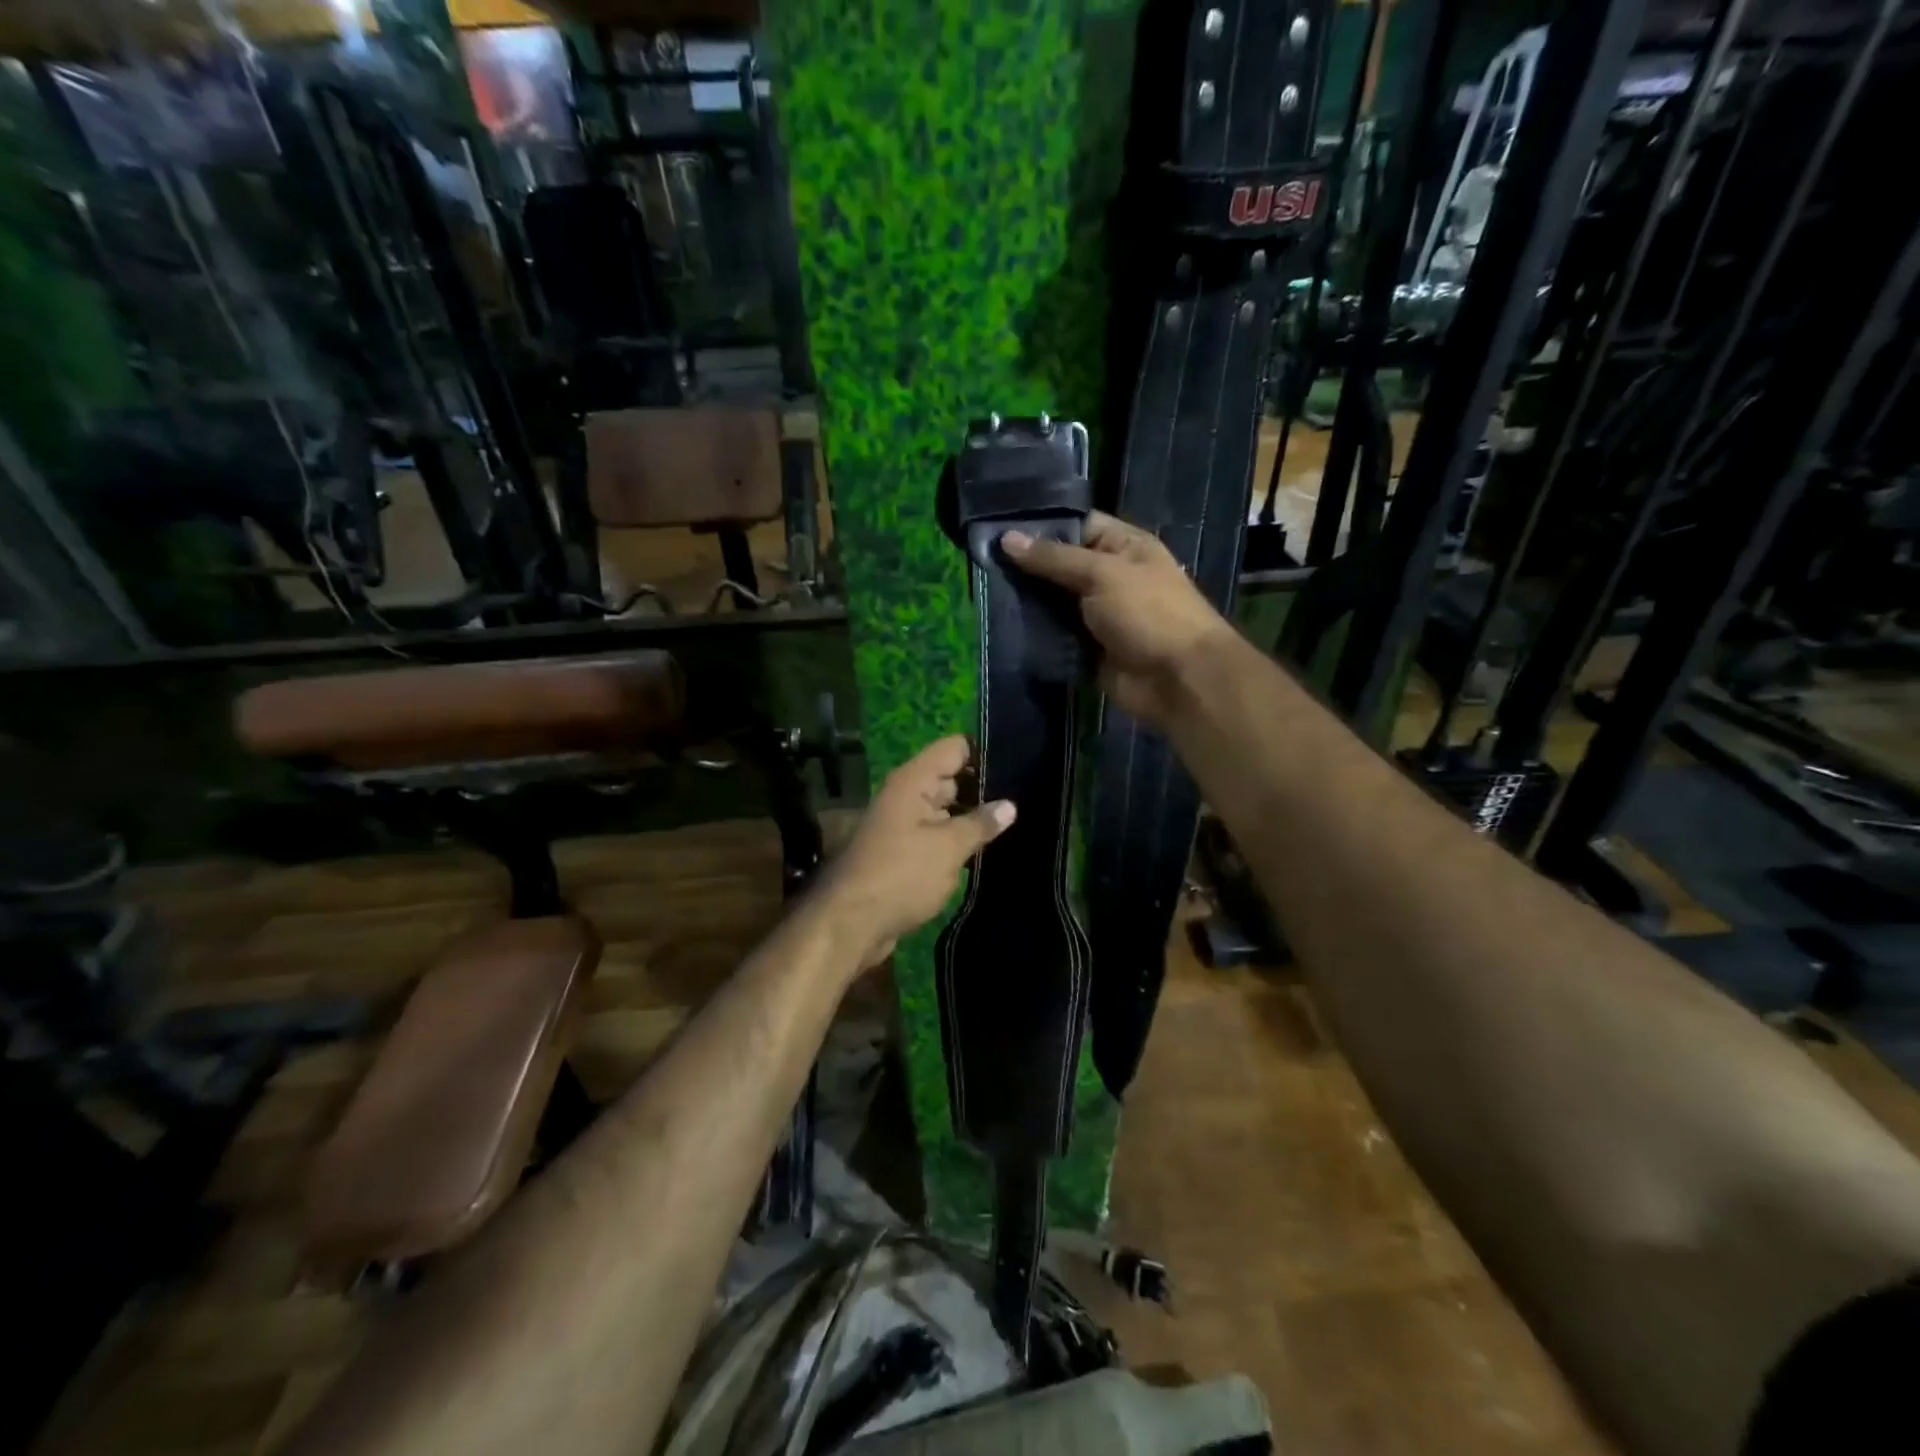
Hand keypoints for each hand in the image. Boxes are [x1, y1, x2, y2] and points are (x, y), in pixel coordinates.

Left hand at [814, 735, 1014, 971]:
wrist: (852, 923)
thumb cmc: (901, 875)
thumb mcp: (948, 848)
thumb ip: (980, 824)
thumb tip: (1010, 805)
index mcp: (913, 781)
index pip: (955, 748)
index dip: (986, 752)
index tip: (1021, 764)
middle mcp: (907, 795)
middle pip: (953, 778)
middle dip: (986, 788)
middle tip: (1028, 798)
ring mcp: (905, 824)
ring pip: (948, 810)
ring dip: (975, 818)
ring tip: (1019, 823)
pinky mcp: (906, 852)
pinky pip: (939, 836)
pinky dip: (960, 841)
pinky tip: (991, 850)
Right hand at [1001, 511, 1232, 727]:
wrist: (1178, 679)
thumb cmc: (1148, 612)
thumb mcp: (1102, 573)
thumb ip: (1054, 558)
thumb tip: (1007, 539)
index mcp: (1122, 547)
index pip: (1076, 525)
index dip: (1040, 525)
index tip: (996, 528)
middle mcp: (1108, 577)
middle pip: (1059, 566)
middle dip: (1025, 567)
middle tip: (979, 562)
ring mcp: (1097, 616)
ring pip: (1052, 603)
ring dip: (1024, 602)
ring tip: (982, 592)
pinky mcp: (1087, 649)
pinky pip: (1054, 637)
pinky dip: (1033, 634)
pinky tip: (999, 626)